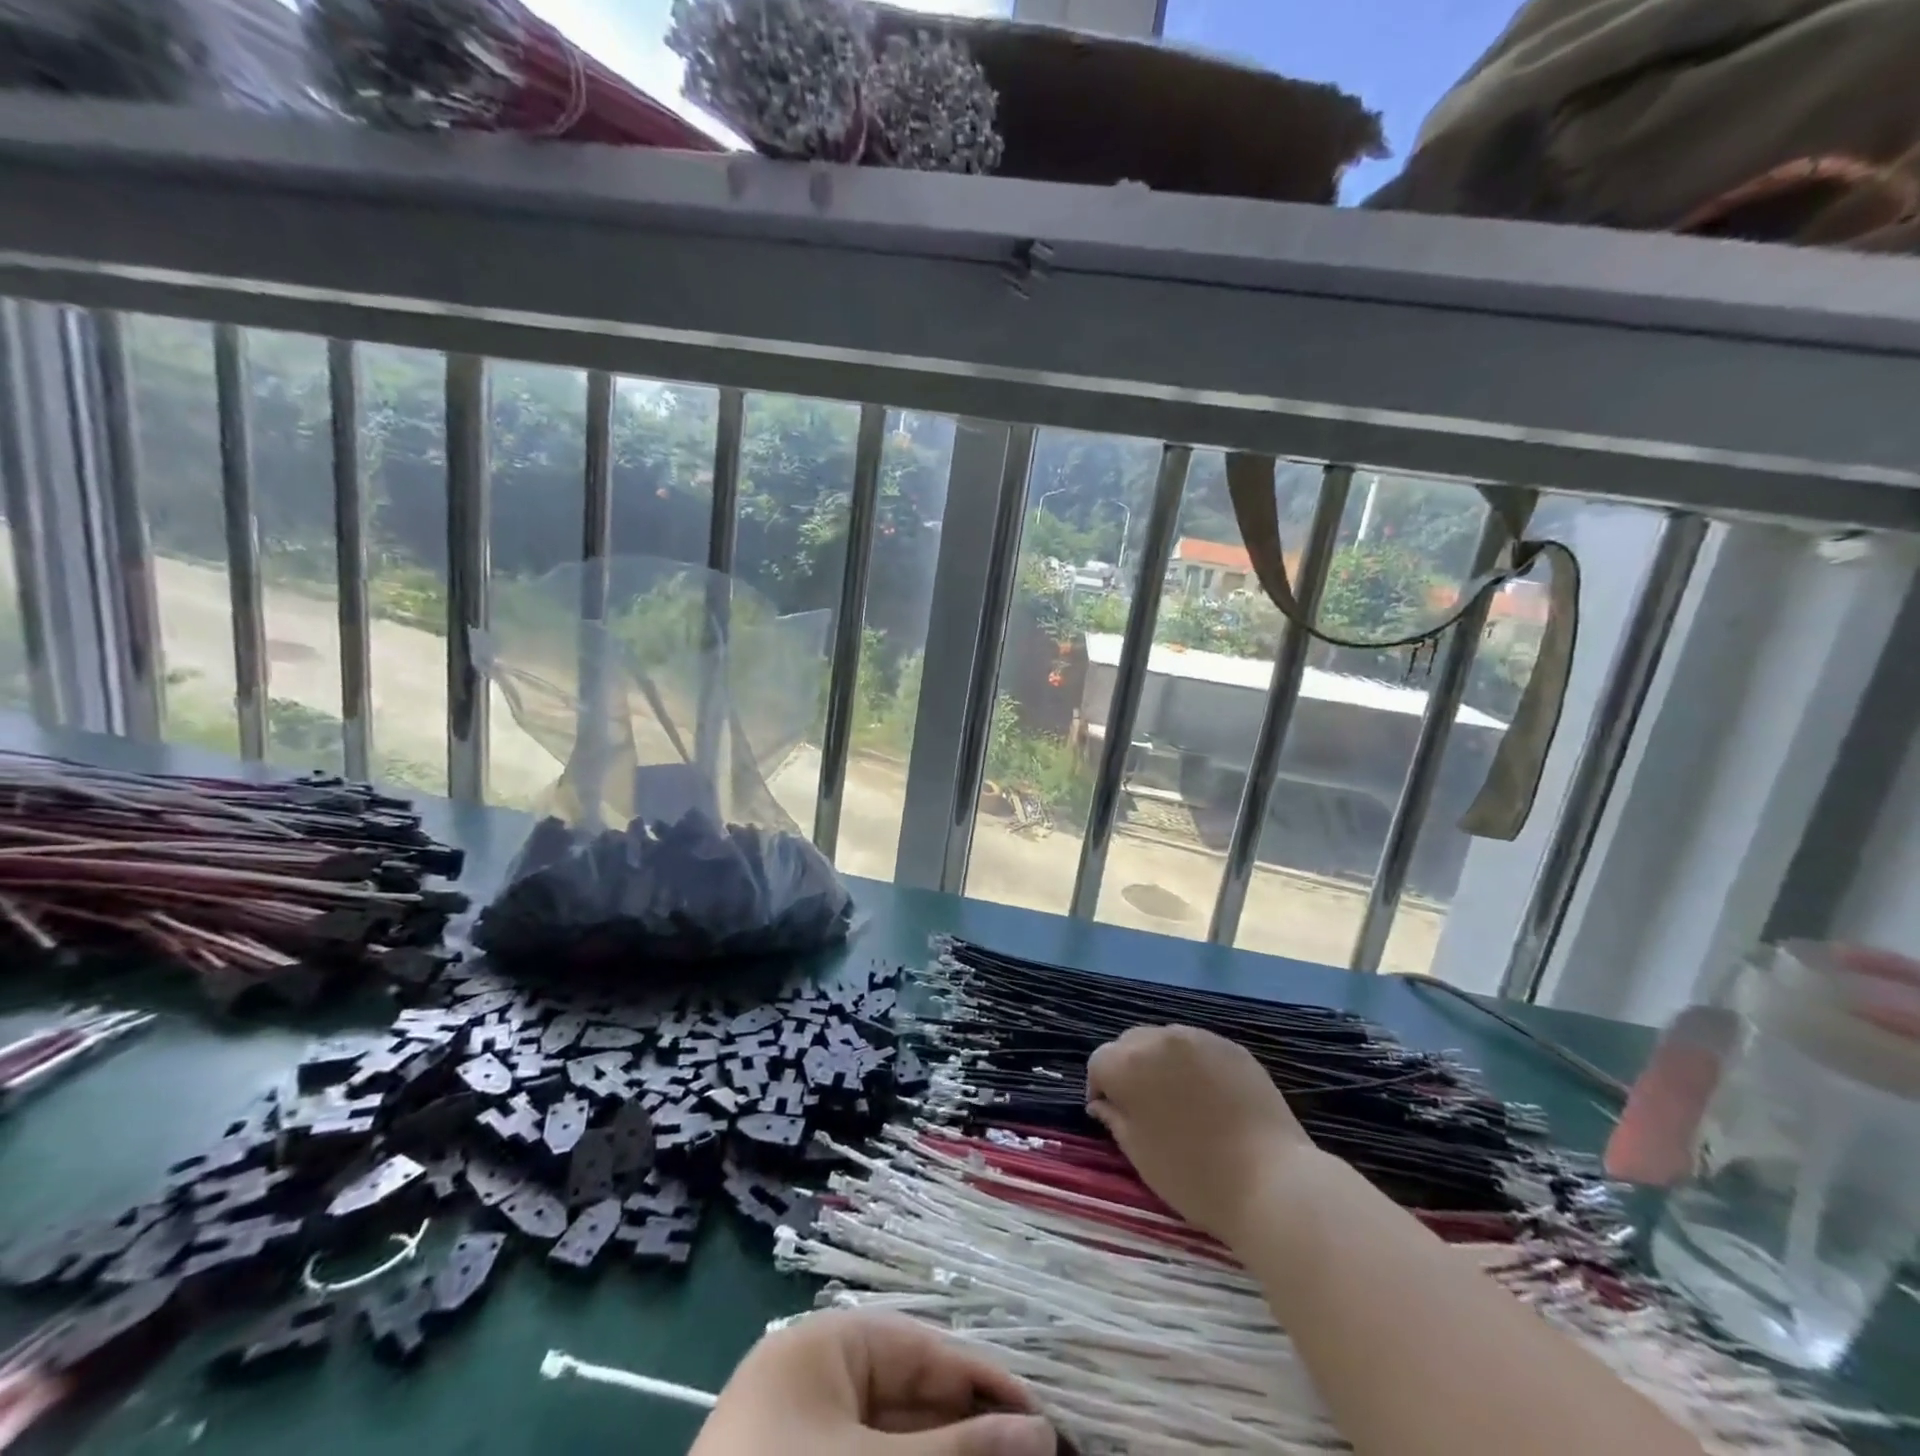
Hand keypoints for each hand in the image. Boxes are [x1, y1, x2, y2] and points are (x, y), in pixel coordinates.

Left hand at [690, 1311, 1057, 1455]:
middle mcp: (816, 1378)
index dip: (985, 1381)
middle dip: (970, 1429)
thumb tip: (1040, 1431)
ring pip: (894, 1437)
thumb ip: (959, 1451)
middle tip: (1033, 1454)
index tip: (1042, 1420)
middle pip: (912, 1395)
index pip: (924, 1348)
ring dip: (947, 1454)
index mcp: (826, 1344)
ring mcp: (803, 1435)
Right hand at [1087, 1024, 1314, 1244]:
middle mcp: (1160, 1039)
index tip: (1113, 1114)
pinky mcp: (1231, 1047)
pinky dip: (1193, 1064)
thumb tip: (1103, 1103)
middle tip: (1144, 1105)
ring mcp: (1199, 1038)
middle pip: (1130, 1043)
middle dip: (1129, 1068)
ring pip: (1165, 1041)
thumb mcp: (1140, 1155)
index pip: (1099, 1062)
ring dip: (1161, 1062)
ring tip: (1178, 1098)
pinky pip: (1198, 1048)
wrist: (1271, 1183)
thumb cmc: (1194, 1177)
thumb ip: (1115, 1119)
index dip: (1101, 1088)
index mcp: (1129, 1063)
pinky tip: (1209, 1096)